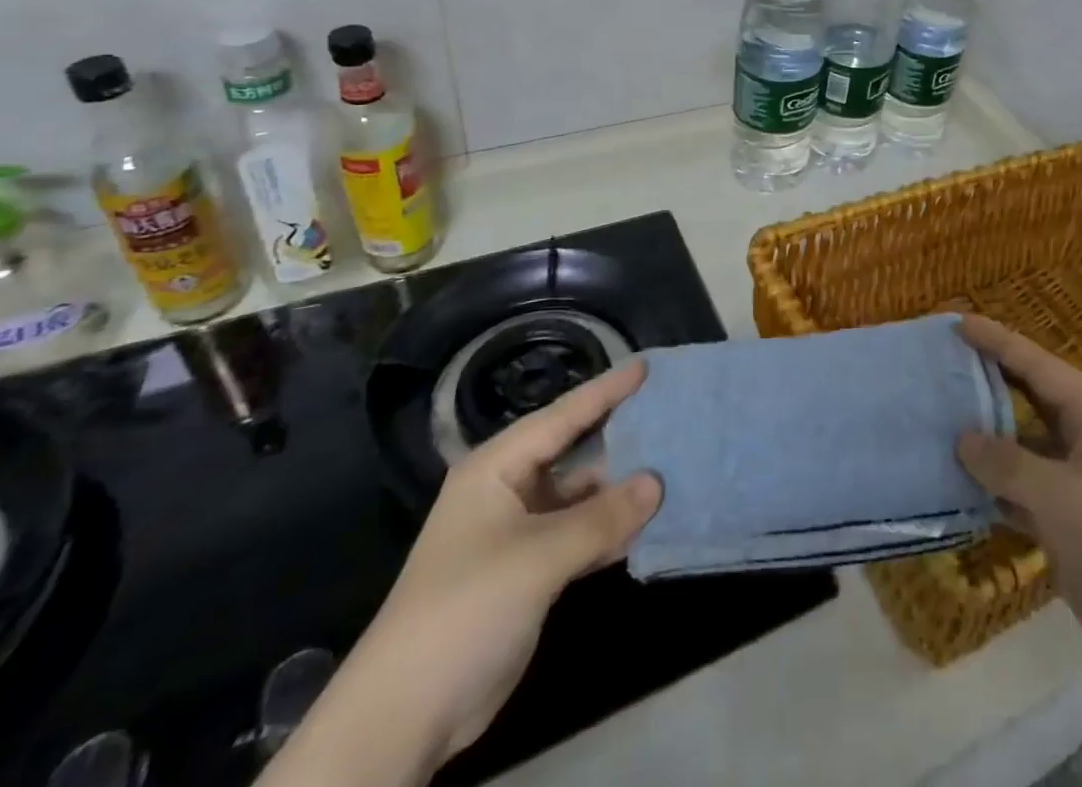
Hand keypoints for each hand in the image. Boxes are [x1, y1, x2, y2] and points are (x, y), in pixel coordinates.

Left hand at [259, 362, 660, 785]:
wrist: (406, 715)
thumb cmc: (465, 609)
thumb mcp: (537, 558)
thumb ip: (601, 518)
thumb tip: (657, 483)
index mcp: (498, 467)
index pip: (561, 416)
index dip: (605, 391)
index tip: (647, 367)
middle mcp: (510, 490)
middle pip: (575, 453)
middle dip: (622, 439)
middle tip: (673, 417)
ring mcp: (521, 532)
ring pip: (582, 497)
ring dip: (622, 490)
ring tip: (675, 466)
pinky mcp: (532, 572)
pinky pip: (581, 535)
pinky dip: (612, 529)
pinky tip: (651, 522)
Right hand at [954, 317, 1081, 689]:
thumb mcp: (1061, 497)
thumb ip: (1007, 464)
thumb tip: (961, 439)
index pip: (1036, 364)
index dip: (997, 342)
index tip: (958, 322)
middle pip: (1028, 398)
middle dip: (988, 381)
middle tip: (942, 363)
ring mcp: (1077, 480)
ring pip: (1021, 445)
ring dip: (985, 436)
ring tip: (938, 417)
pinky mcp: (1068, 520)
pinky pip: (1021, 488)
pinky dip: (992, 484)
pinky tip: (955, 481)